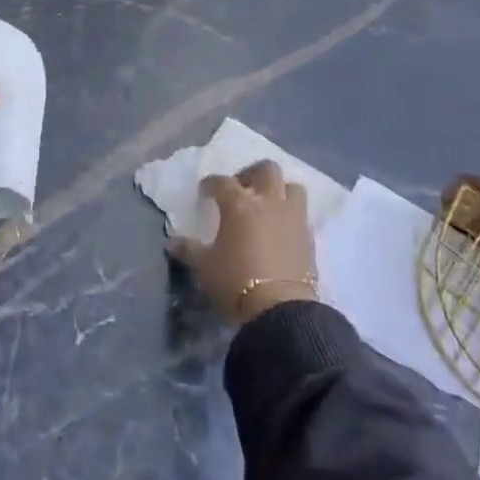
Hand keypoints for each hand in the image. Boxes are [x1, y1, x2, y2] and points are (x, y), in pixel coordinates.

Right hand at [168, 161, 317, 323]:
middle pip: (265, 170)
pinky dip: (290, 214)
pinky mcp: (308, 237)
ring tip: (267, 204)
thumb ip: (189, 250)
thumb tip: (172, 242)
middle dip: (251, 174)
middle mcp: (268, 202)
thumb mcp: (205, 267)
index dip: (211, 184)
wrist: (281, 310)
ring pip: (291, 187)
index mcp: (239, 204)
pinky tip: (280, 229)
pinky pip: (301, 213)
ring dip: (279, 190)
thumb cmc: (235, 282)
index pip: (222, 182)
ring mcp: (292, 217)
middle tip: (241, 188)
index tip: (205, 192)